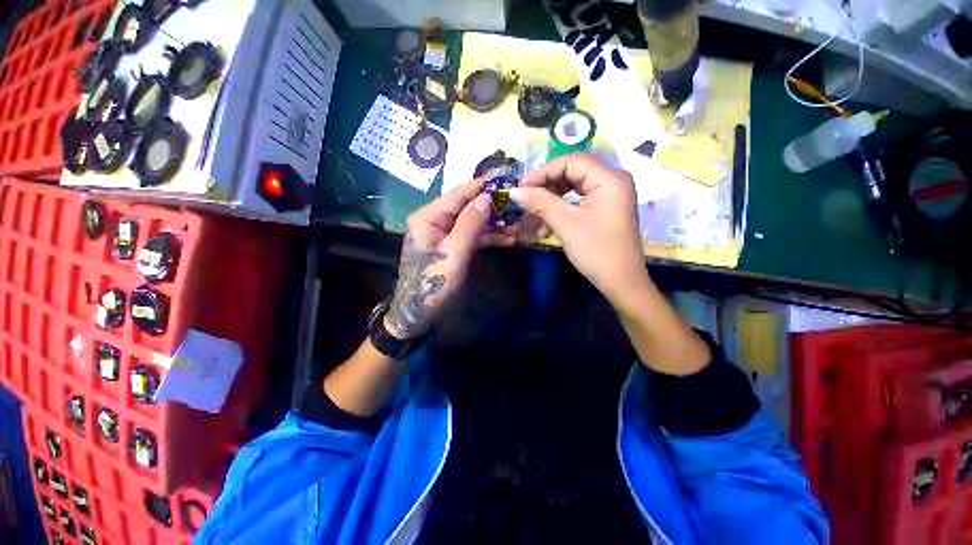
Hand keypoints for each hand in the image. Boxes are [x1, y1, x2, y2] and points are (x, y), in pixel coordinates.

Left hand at [385, 178, 515, 339]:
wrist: (421, 311)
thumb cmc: (434, 282)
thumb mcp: (454, 252)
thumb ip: (470, 223)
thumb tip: (487, 197)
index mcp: (428, 216)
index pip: (458, 194)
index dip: (482, 186)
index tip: (505, 176)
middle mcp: (435, 219)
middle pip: (467, 206)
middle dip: (493, 207)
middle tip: (518, 204)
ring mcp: (444, 232)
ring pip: (473, 221)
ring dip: (495, 224)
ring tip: (519, 224)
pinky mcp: (452, 244)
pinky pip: (472, 235)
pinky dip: (489, 237)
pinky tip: (509, 238)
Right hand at [510, 154, 648, 308]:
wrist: (621, 282)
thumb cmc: (596, 251)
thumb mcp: (566, 224)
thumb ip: (540, 202)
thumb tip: (514, 191)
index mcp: (609, 179)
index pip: (570, 161)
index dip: (543, 172)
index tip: (521, 188)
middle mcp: (612, 181)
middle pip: (572, 172)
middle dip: (546, 186)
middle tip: (526, 199)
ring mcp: (609, 196)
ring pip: (572, 188)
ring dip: (551, 200)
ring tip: (534, 216)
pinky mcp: (604, 209)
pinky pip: (578, 201)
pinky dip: (561, 210)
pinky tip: (546, 226)